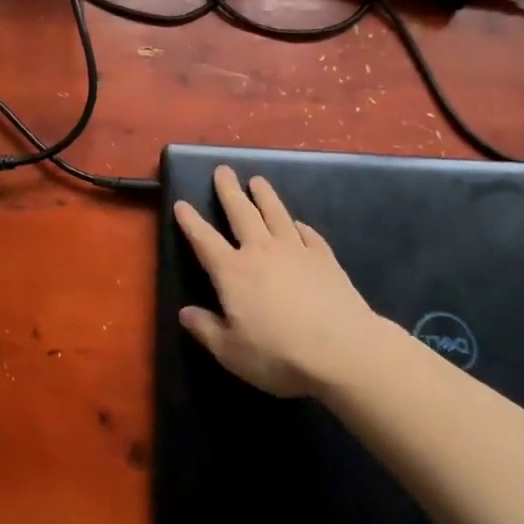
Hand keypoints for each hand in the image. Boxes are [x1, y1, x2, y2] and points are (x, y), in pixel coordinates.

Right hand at [172, 165, 375, 397]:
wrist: (343, 350)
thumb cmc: (279, 354)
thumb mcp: (231, 352)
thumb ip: (206, 330)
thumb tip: (185, 313)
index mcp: (233, 272)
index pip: (205, 240)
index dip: (191, 222)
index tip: (181, 203)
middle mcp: (261, 251)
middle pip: (242, 213)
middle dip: (229, 190)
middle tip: (223, 170)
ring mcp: (296, 250)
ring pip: (276, 214)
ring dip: (265, 196)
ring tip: (257, 180)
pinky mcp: (324, 258)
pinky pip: (309, 235)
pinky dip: (301, 226)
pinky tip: (299, 224)